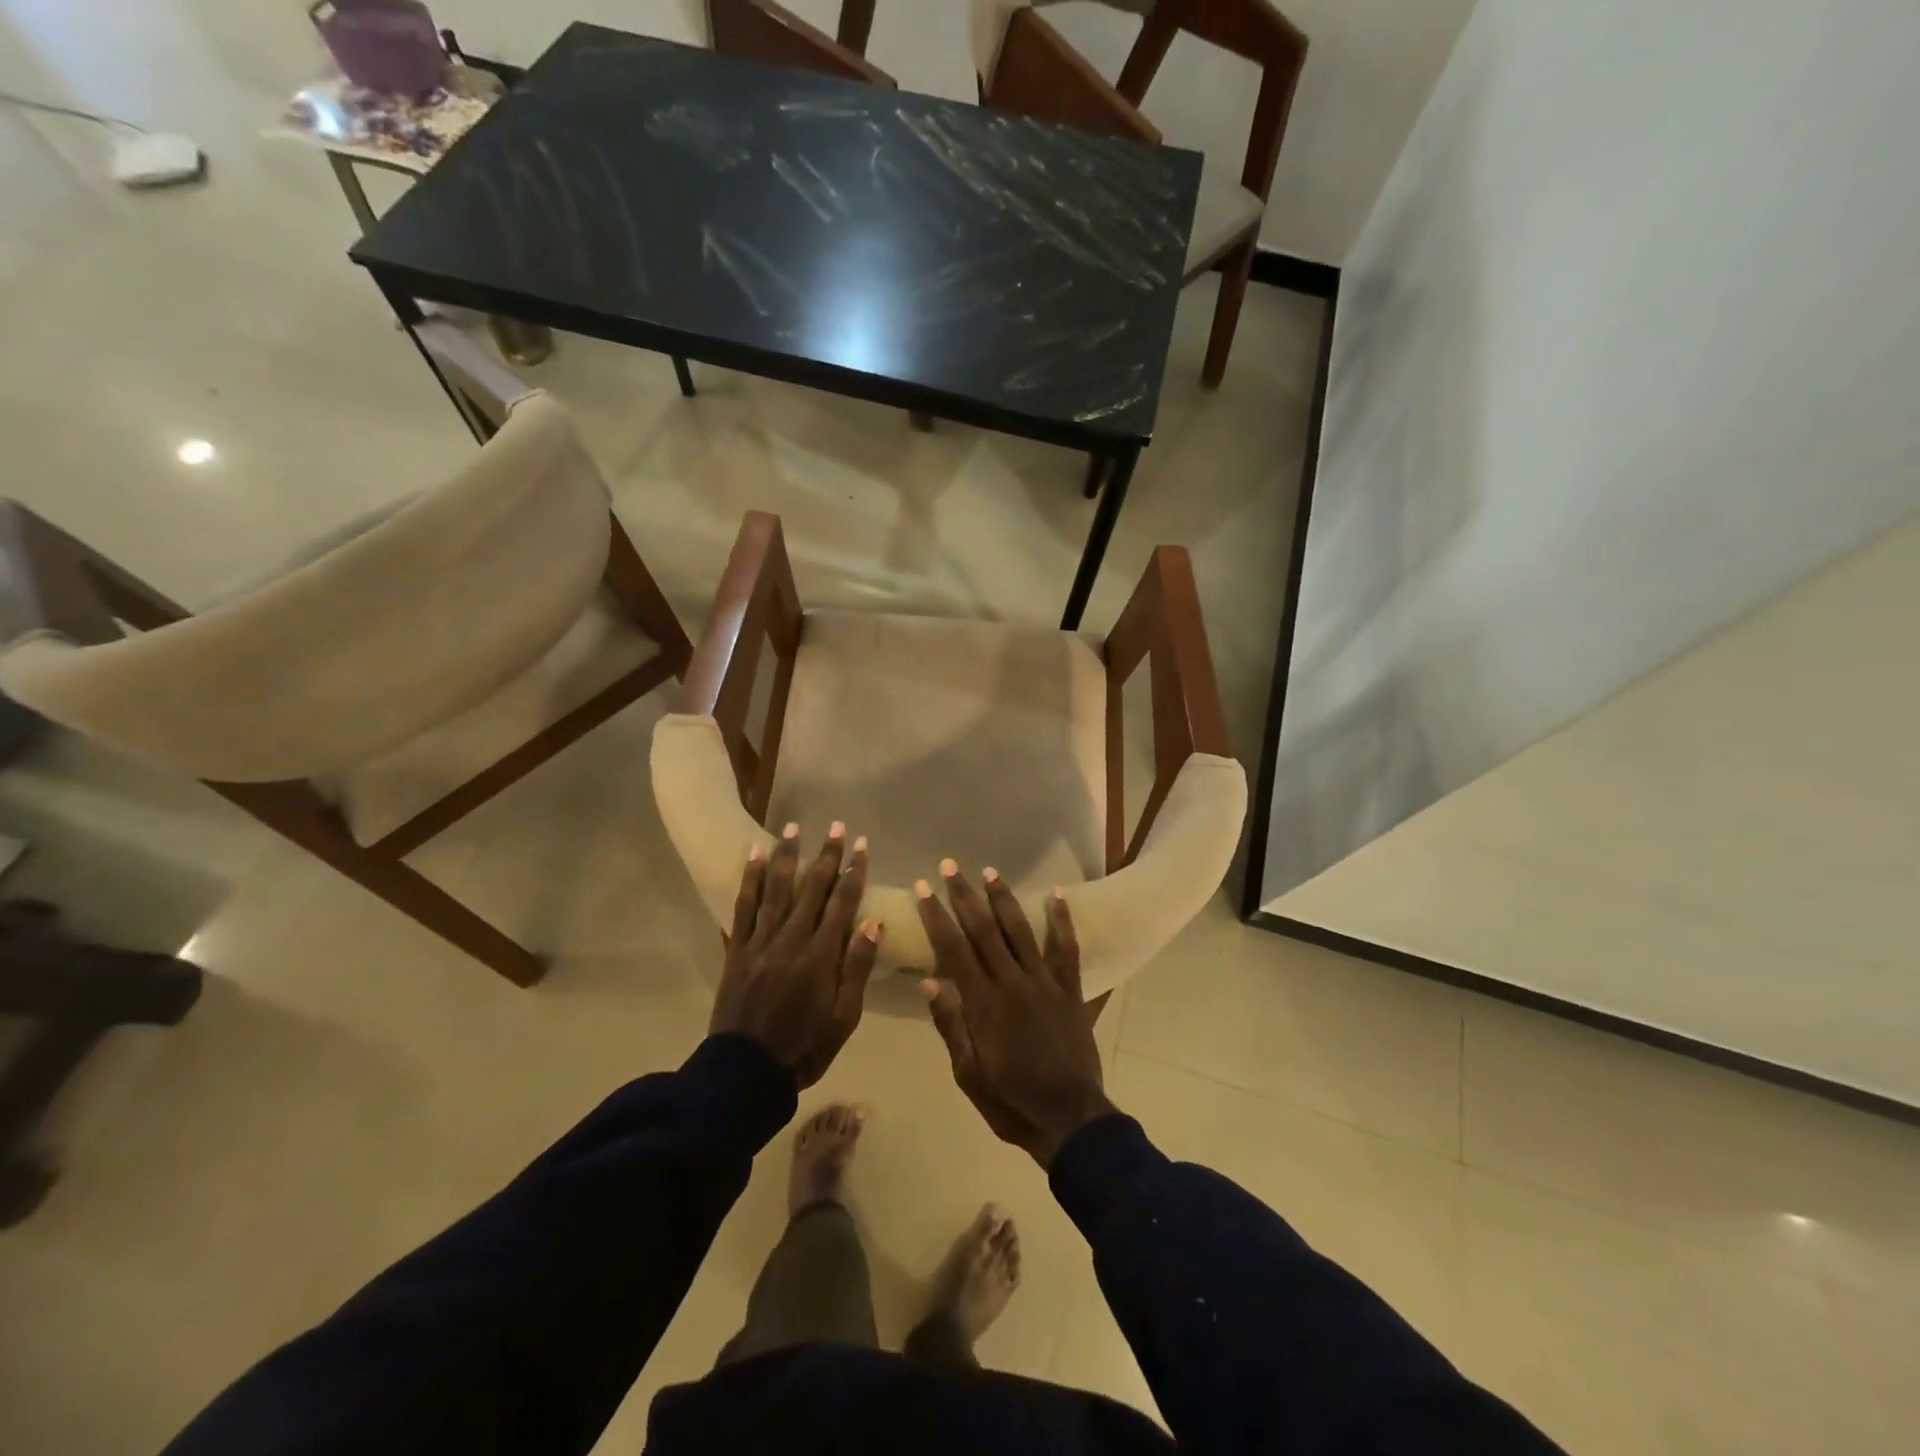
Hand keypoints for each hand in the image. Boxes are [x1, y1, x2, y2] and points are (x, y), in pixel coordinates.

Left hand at [711, 823, 881, 1088]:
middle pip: (812, 889)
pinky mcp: (737, 949)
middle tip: (837, 826)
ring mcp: (761, 942)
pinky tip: (753, 855)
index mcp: (821, 957)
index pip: (842, 904)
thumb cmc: (804, 1047)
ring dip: (786, 856)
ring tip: (793, 827)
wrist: (745, 1072)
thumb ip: (856, 968)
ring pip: (776, 889)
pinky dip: (748, 879)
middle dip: (826, 855)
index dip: (854, 872)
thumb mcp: (844, 1017)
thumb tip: (873, 921)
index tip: (862, 846)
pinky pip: (743, 907)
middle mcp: (791, 940)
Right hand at [916, 862, 1115, 1167]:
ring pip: (1021, 931)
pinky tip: (1057, 894)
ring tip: (990, 871)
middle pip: (984, 930)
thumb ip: (951, 1025)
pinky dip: (1062, 920)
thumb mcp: (968, 1074)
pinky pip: (1066, 949)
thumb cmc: (1012, 1102)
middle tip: (950, 866)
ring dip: (1004, 899)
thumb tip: (929, 981)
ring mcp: (1044, 983)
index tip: (923, 889)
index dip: (936, 917)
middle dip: (964, 896)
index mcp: (983, 1004)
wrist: (1070, 1118)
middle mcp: (1012, 982)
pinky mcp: (1069, 989)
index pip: (954, 949)